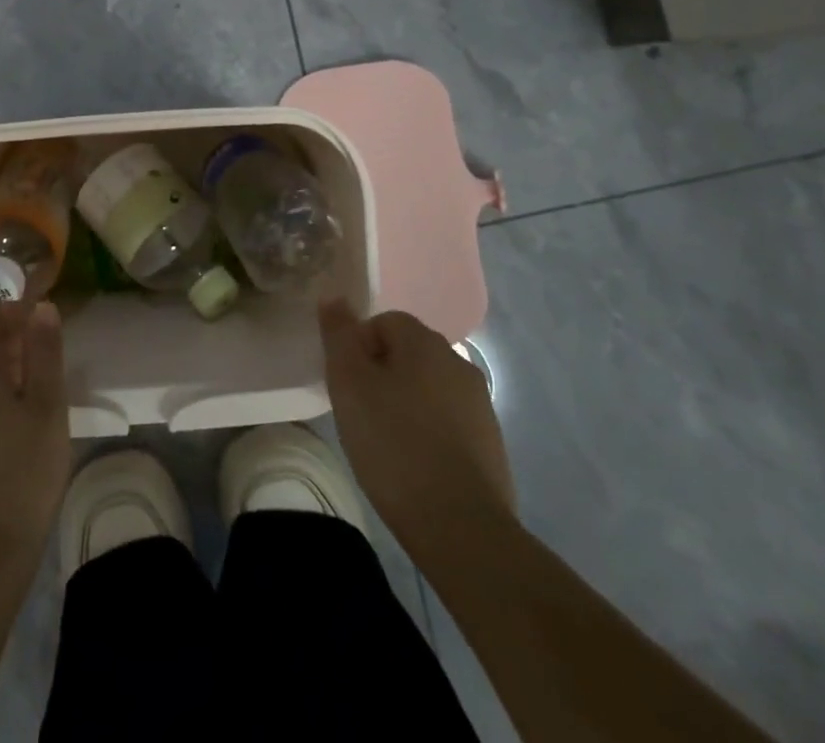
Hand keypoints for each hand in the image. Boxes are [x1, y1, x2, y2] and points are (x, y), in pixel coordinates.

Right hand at [319, 299, 516, 559]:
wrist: (461, 528)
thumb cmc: (394, 445)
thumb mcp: (349, 384)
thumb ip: (339, 336)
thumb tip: (334, 296)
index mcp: (425, 342)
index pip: (384, 321)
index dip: (358, 348)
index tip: (345, 385)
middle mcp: (458, 362)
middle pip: (407, 354)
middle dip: (381, 375)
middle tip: (359, 413)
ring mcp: (480, 405)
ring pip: (428, 389)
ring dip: (405, 404)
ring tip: (384, 443)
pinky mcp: (491, 444)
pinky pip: (448, 423)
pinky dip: (428, 434)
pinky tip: (414, 466)